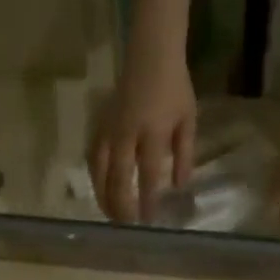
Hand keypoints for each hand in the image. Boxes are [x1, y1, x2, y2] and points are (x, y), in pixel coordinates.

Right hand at [90, 50, 196, 222]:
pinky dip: (94, 177)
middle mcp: (127, 132)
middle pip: (118, 177)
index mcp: (153, 131)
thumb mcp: (187, 121)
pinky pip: (92, 156)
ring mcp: (110, 129)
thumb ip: (185, 155)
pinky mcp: (99, 125)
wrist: (151, 54)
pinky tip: (99, 191)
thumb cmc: (175, 88)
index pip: (148, 174)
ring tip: (109, 215)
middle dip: (121, 204)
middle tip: (127, 225)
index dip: (147, 200)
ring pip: (99, 169)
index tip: (149, 221)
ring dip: (103, 195)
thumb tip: (179, 187)